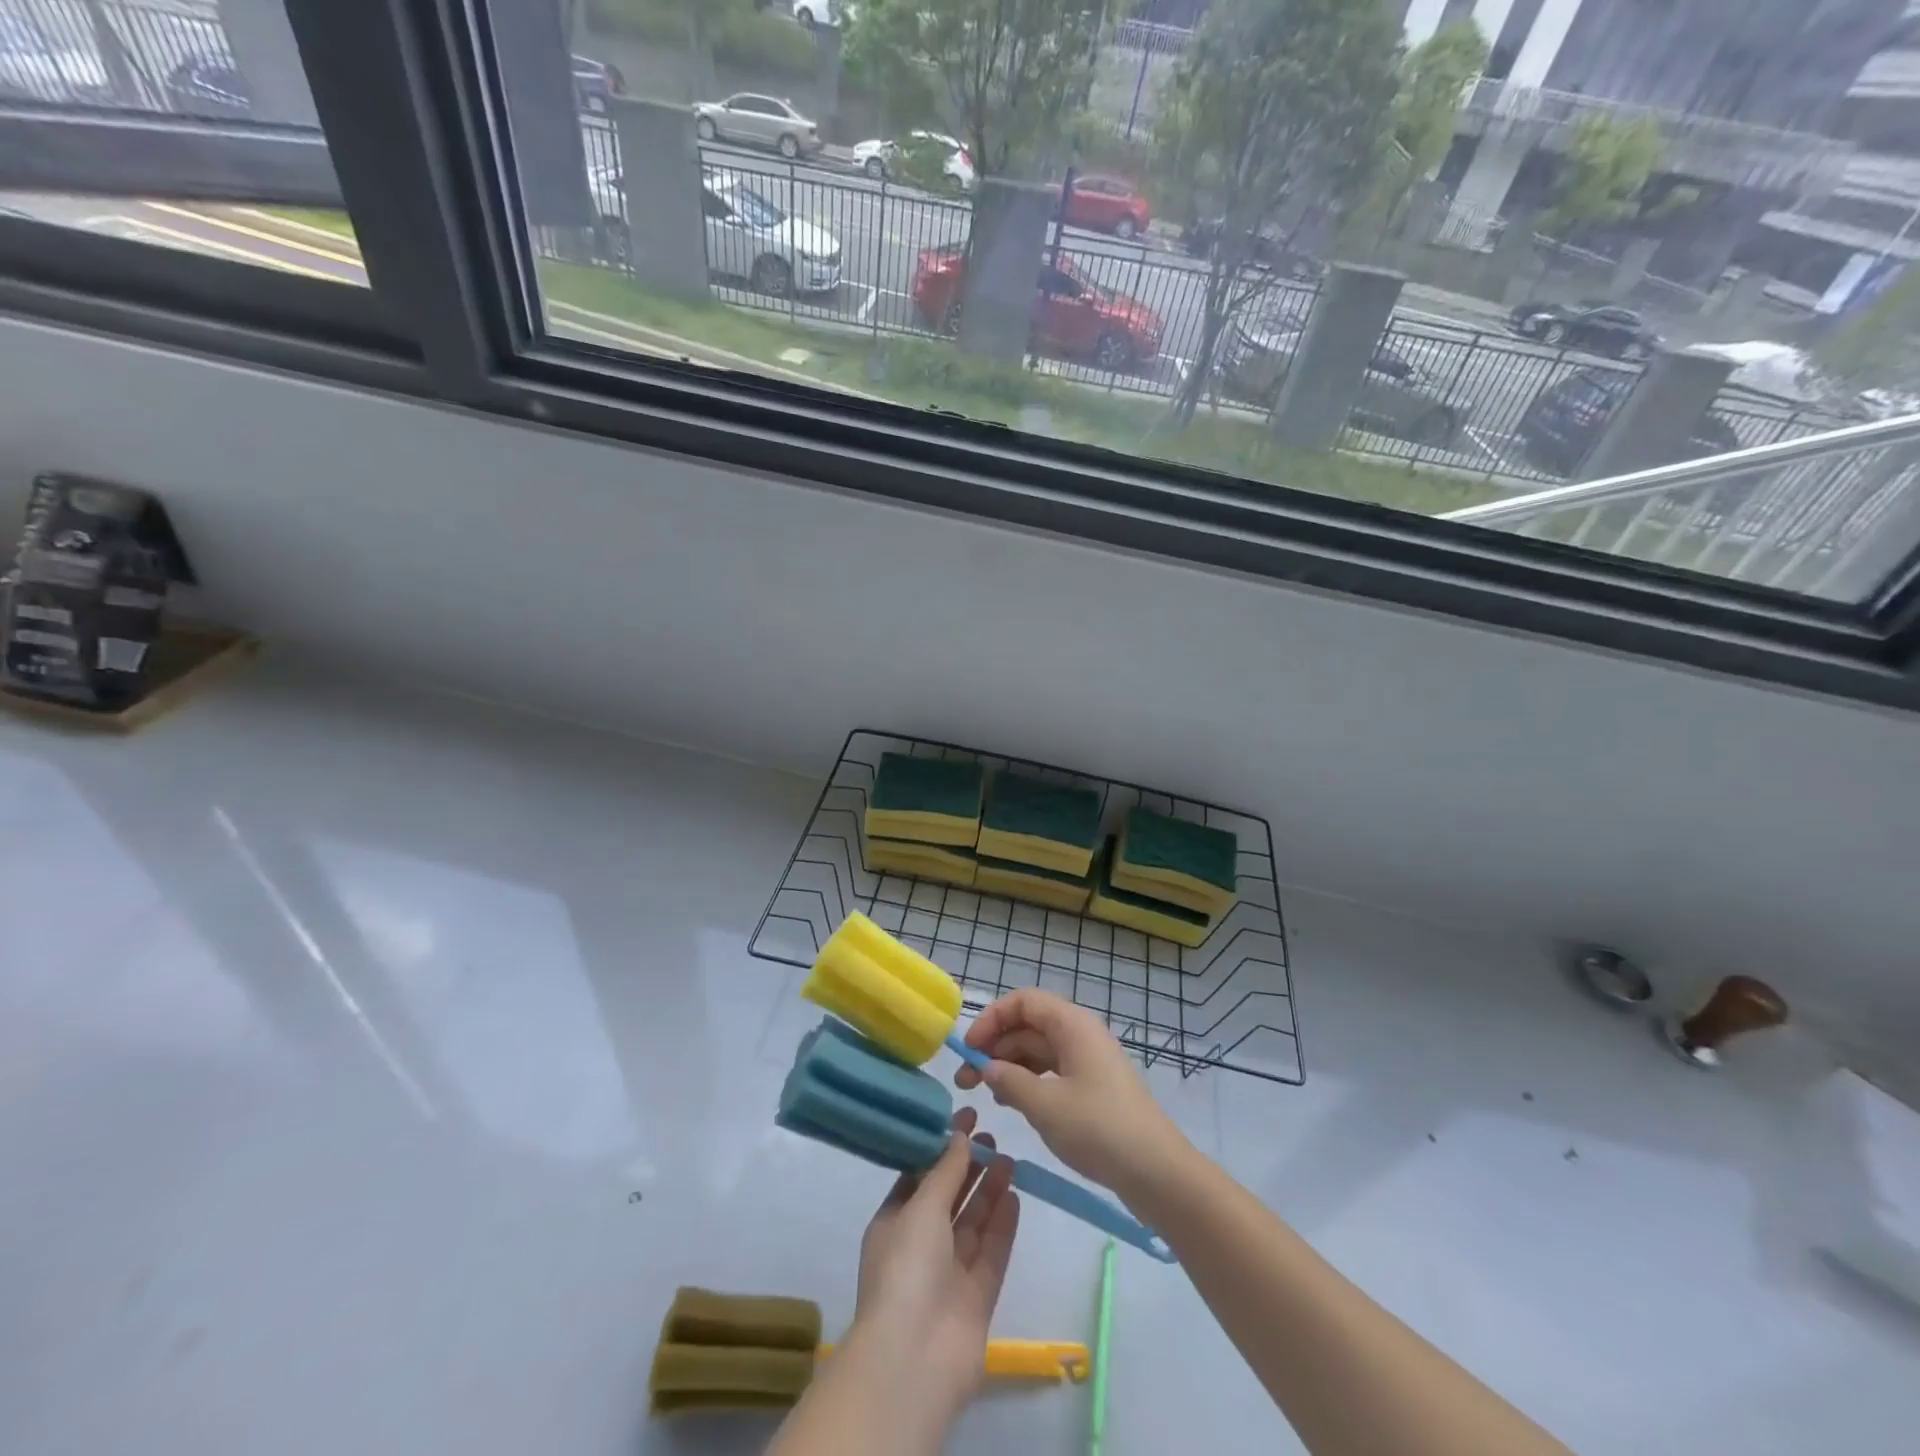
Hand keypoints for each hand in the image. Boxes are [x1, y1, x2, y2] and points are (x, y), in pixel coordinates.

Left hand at [847, 1108, 1018, 1429]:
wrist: (915, 1357)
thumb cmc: (907, 1267)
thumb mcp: (921, 1207)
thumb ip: (944, 1171)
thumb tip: (958, 1135)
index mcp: (894, 1223)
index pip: (919, 1176)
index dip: (941, 1147)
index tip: (965, 1118)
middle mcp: (920, 1246)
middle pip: (949, 1198)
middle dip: (969, 1168)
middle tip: (992, 1136)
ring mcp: (950, 1273)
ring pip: (973, 1223)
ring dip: (989, 1190)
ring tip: (1009, 1158)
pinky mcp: (977, 1297)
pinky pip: (992, 1252)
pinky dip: (1003, 1225)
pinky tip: (1016, 1195)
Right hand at [956, 989, 1189, 1198]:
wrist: (1157, 1172)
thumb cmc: (1099, 1129)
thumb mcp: (1045, 1106)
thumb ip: (1010, 1081)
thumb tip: (988, 1068)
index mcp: (1072, 1025)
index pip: (1023, 1002)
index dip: (992, 1019)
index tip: (969, 1049)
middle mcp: (1080, 1034)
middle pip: (1028, 1025)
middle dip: (995, 1047)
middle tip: (966, 1081)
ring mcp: (1087, 1061)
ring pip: (1038, 1050)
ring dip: (1009, 1066)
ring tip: (985, 1095)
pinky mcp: (1092, 1086)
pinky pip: (1051, 1071)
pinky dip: (1028, 1081)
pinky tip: (1011, 1104)